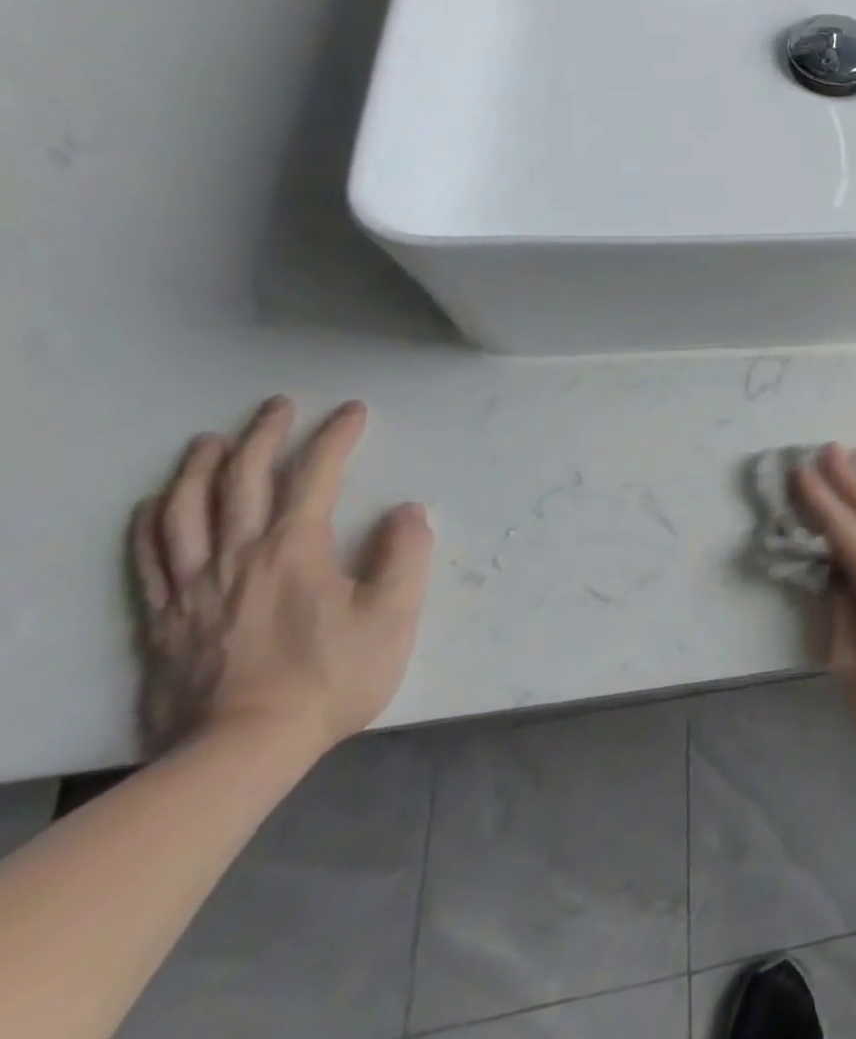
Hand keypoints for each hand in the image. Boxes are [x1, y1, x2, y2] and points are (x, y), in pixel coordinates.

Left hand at [129, 396, 433, 759]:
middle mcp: (238, 555)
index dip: (335, 437)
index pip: (316, 476)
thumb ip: (405, 555)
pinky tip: (154, 505)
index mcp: (295, 549)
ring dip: (198, 469)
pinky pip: (149, 558)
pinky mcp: (164, 619)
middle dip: (263, 436)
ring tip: (209, 442)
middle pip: (242, 481)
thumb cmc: (330, 677)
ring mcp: (193, 587)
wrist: (240, 751)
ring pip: (184, 512)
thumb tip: (406, 511)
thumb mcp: (393, 616)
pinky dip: (150, 523)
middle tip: (277, 406)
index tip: (353, 410)